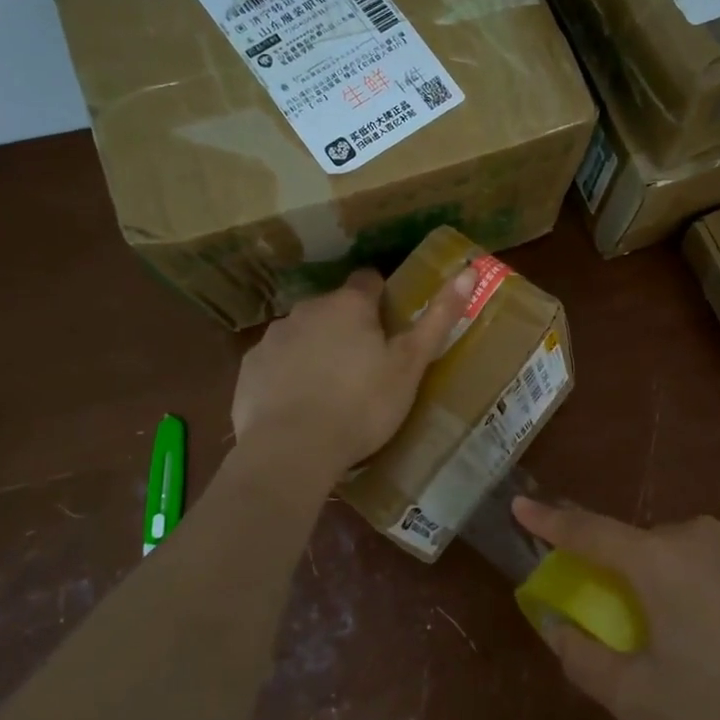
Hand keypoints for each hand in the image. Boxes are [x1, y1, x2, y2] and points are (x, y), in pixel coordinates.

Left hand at [232, 266, 473, 478]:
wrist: (291, 450)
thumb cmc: (362, 405)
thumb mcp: (410, 364)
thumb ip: (439, 317)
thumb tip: (470, 269)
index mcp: (349, 305)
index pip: (369, 281)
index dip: (382, 298)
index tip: (390, 327)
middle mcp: (307, 309)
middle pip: (334, 308)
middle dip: (348, 327)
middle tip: (367, 367)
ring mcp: (274, 337)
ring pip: (303, 333)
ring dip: (318, 348)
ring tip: (333, 391)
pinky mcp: (250, 367)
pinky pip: (277, 361)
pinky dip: (289, 373)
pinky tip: (300, 405)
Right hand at [510, 499, 719, 719]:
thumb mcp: (640, 698)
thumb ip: (584, 658)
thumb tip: (554, 625)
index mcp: (656, 561)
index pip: (588, 531)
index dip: (550, 520)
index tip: (522, 505)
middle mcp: (695, 536)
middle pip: (640, 548)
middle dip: (626, 578)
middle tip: (638, 631)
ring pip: (683, 556)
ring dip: (672, 586)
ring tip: (696, 646)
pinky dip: (710, 591)